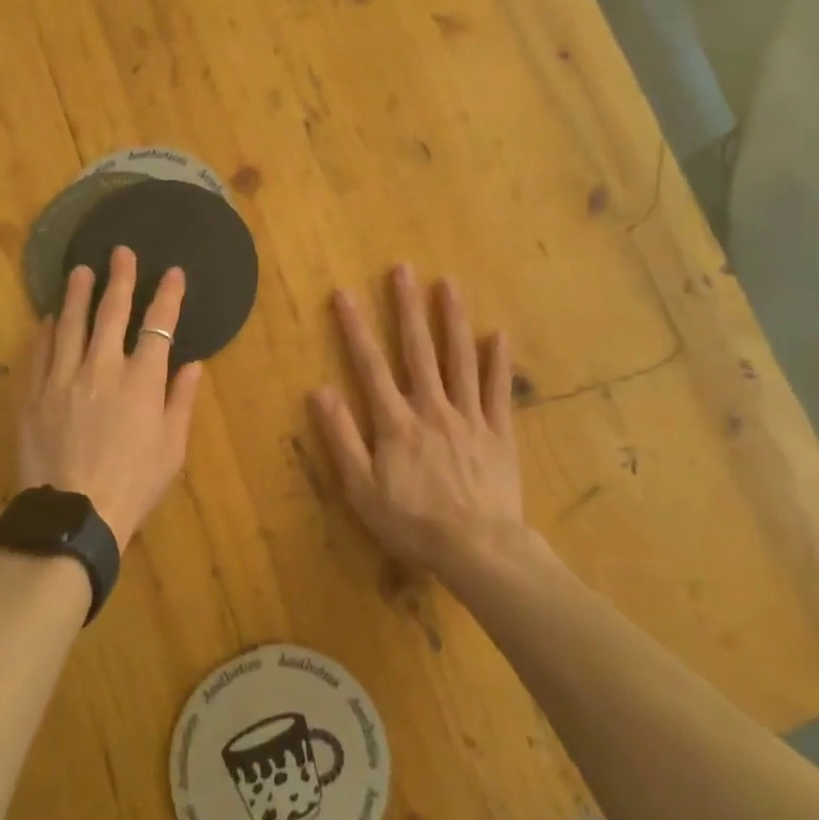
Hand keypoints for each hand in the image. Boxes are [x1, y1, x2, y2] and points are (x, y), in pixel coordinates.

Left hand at [17, 246, 204, 551]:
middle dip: (120, 278)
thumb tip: (193, 365)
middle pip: (112, 312)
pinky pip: (38, 353)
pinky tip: (49, 319)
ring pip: (70, 324)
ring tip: (80, 271)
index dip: (168, 295)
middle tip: (120, 252)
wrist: (72, 517)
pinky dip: (45, 332)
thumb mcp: (172, 449)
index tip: (172, 272)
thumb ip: (181, 401)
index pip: (159, 325)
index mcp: (141, 381)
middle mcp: (102, 368)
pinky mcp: (33, 394)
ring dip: (77, 294)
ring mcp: (62, 378)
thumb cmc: (132, 485)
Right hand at [312, 265, 528, 575]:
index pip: (370, 365)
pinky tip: (499, 335)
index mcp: (396, 422)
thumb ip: (342, 438)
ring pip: (460, 359)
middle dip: (408, 307)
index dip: (355, 328)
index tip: (344, 294)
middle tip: (403, 269)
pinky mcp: (499, 433)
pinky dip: (498, 362)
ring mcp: (469, 417)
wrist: (479, 550)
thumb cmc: (413, 524)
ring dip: (453, 319)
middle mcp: (432, 408)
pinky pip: (499, 391)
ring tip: (449, 284)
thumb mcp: (362, 489)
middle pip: (418, 350)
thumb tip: (320, 392)